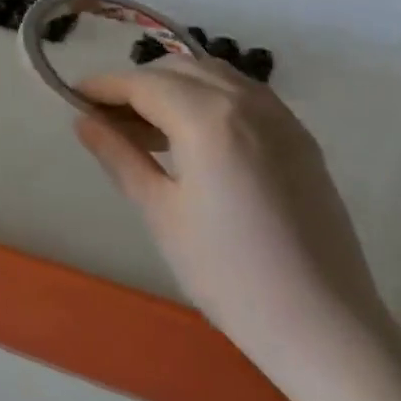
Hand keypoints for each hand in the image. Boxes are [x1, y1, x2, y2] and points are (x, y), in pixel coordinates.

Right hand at [73, 59, 392, 397]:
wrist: (327, 329)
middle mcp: (246, 103)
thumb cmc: (229, 274)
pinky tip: (195, 135)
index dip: (103, 86)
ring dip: (174, 86)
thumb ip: (120, 156)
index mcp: (208, 119)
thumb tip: (84, 121)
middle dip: (136, 84)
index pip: (142, 84)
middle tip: (107, 118)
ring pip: (214, 76)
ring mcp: (281, 119)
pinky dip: (210, 98)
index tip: (73, 95)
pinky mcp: (301, 140)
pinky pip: (245, 95)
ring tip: (148, 127)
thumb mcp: (160, 212)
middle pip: (177, 71)